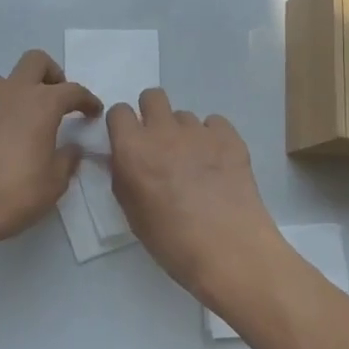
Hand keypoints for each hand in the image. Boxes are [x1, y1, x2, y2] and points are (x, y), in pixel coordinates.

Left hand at [0, 50, 101, 254]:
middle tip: (57, 100)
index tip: (93, 112)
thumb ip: (67, 159)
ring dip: (19, 93)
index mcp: (41, 104)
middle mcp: (11, 93)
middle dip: (51, 74)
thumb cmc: (15, 193)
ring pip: (4, 81)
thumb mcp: (54, 183)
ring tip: (24, 120)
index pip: (72, 90)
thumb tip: (71, 147)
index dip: (87, 99)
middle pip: (35, 61)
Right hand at [108, 90, 283, 308]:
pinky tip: (217, 164)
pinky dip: (212, 138)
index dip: (123, 125)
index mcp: (132, 149)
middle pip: (152, 97)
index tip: (128, 142)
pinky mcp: (230, 138)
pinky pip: (215, 124)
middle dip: (151, 114)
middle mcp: (163, 131)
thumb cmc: (171, 241)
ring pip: (184, 116)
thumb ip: (124, 176)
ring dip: (183, 133)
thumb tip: (125, 159)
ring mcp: (199, 132)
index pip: (119, 112)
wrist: (229, 251)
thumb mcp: (132, 212)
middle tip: (159, 143)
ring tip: (194, 164)